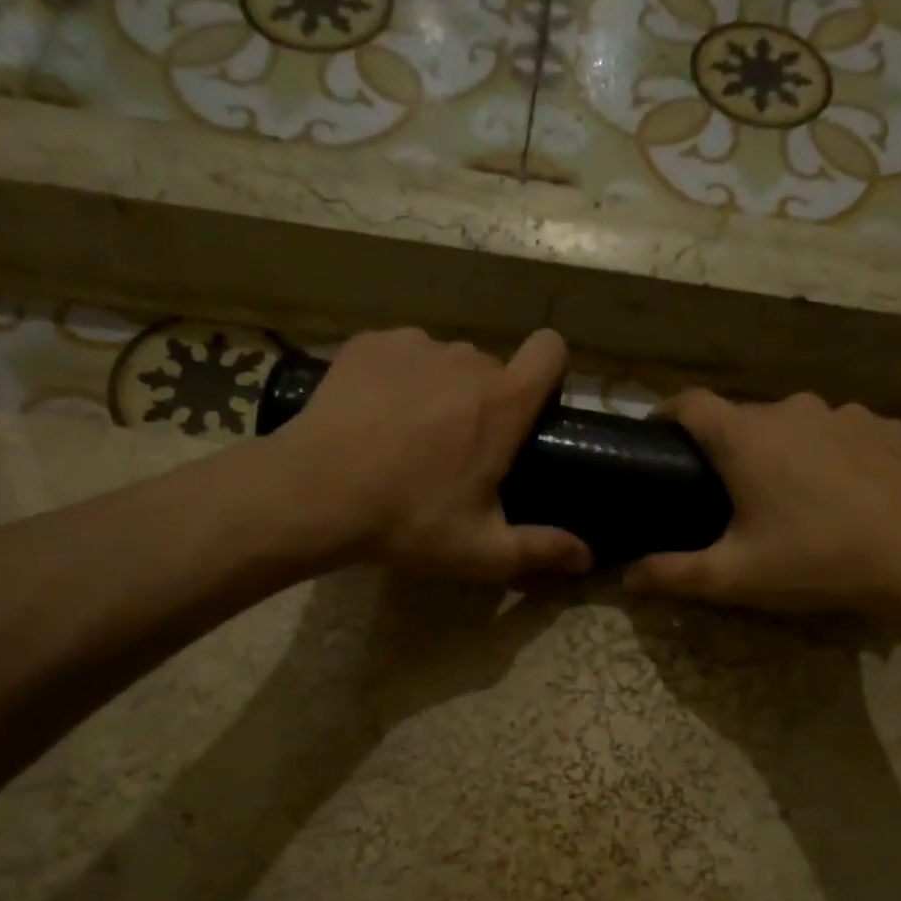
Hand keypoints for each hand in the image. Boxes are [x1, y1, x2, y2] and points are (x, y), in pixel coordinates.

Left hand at [271, 328, 591, 580]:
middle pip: (494, 369)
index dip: (550, 373)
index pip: (551, 350)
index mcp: (503, 402)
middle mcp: (466, 359)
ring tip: (409, 437)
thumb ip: (541, 550)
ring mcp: (414, 345)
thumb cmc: (408, 521)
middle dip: (487, 403)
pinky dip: (399, 379)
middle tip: (458, 453)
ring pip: (446, 363)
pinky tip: (375, 417)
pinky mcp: (370, 343)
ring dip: (442, 391)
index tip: (532, 409)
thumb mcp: (481, 551)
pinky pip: (403, 355)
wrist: (313, 493)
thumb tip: (587, 557)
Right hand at [623, 390, 900, 614]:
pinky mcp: (884, 427)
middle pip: (743, 419)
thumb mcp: (735, 576)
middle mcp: (791, 410)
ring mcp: (843, 414)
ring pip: (794, 425)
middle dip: (728, 448)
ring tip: (791, 495)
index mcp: (745, 437)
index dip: (667, 415)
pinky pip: (840, 433)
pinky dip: (830, 454)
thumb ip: (675, 574)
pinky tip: (842, 490)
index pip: (689, 404)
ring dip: (782, 451)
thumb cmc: (816, 559)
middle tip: (728, 494)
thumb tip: (627, 579)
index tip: (658, 438)